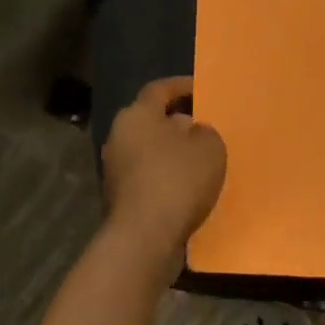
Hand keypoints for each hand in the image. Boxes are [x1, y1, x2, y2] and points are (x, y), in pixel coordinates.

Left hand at [102, 77, 226, 280]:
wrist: (144, 238)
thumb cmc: (177, 179)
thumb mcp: (209, 146)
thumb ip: (204, 131)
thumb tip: (192, 132)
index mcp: (137, 114)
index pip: (159, 89)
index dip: (181, 86)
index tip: (201, 88)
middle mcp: (119, 135)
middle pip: (151, 120)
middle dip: (177, 121)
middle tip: (203, 126)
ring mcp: (115, 168)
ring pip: (149, 150)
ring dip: (171, 152)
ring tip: (200, 159)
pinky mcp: (119, 197)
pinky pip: (147, 176)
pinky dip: (165, 177)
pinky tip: (187, 187)